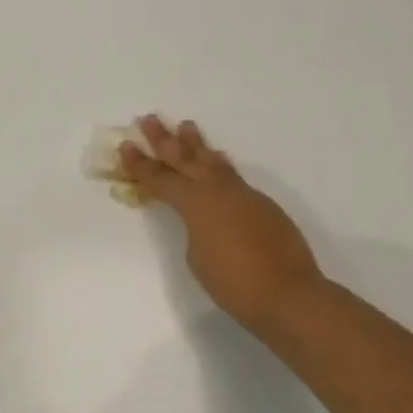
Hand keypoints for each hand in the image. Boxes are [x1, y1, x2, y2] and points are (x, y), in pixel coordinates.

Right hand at [118, 116, 324, 331]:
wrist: (287, 294)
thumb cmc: (233, 282)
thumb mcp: (197, 257)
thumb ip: (195, 229)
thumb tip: (204, 219)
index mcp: (195, 203)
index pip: (161, 179)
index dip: (141, 164)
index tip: (126, 145)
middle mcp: (218, 190)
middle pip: (185, 158)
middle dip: (164, 140)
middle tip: (149, 119)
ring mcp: (243, 195)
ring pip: (213, 162)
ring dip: (197, 145)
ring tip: (186, 126)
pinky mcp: (263, 205)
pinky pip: (233, 176)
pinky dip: (220, 165)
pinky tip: (218, 160)